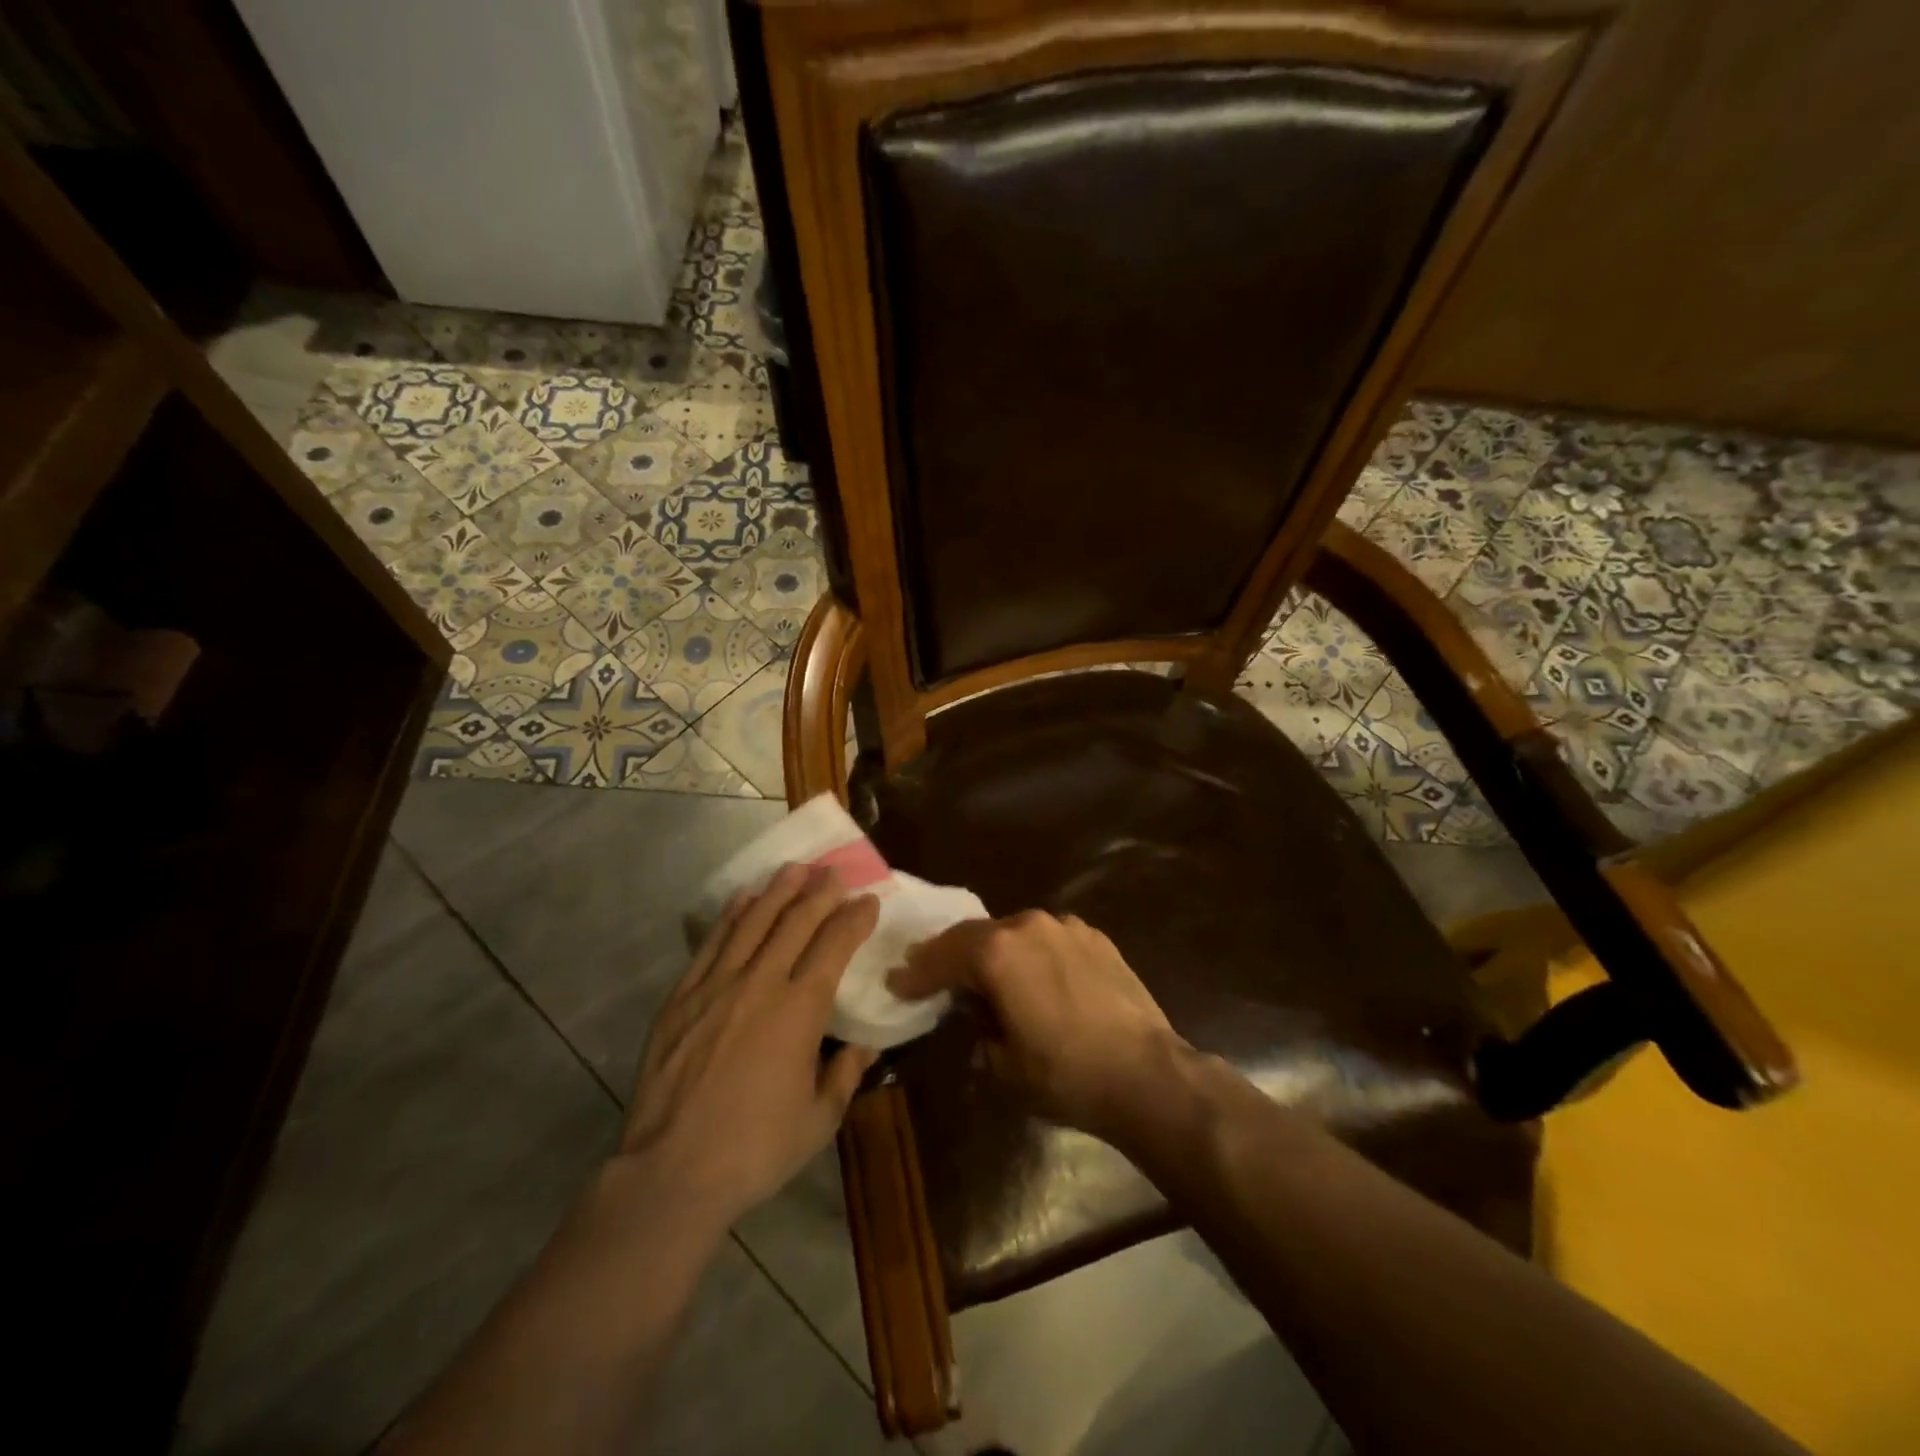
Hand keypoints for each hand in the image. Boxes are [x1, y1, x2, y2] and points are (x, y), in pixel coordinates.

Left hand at [618, 863, 880, 1225]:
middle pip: (795, 922)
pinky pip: (712, 943)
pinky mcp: (682, 997)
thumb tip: (864, 1046)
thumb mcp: (818, 1120)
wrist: (671, 1172)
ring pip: (753, 922)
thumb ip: (845, 1075)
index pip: (834, 946)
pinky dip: (731, 915)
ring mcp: (716, 986)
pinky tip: (744, 898)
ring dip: (778, 891)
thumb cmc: (755, 1149)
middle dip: (820, 893)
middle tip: (835, 873)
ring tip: (796, 869)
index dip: (854, 919)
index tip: (869, 901)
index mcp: (800, 1009)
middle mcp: (761, 983)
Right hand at [890, 910, 1186, 1143]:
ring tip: (985, 972)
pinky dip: (1032, 953)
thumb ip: (980, 1029)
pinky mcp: (1095, 937)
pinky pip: (1049, 939)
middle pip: (975, 934)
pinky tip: (1037, 975)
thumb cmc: (1065, 1075)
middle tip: (929, 970)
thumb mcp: (1003, 1065)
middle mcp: (1028, 926)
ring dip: (994, 951)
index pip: (943, 957)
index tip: (897, 982)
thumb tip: (980, 1013)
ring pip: (1014, 932)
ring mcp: (1065, 927)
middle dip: (949, 954)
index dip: (916, 972)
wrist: (1146, 1073)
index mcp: (997, 954)